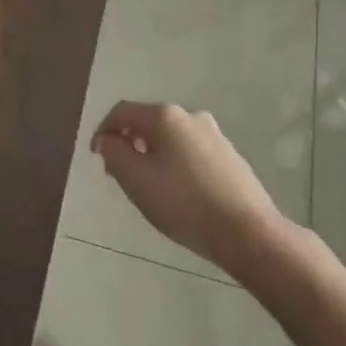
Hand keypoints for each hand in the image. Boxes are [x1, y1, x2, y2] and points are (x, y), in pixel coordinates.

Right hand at [89, 101, 288, 276]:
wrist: (249, 234)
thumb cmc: (184, 204)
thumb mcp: (136, 180)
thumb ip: (114, 154)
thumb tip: (107, 140)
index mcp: (165, 116)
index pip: (122, 112)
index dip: (104, 130)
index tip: (96, 156)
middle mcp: (190, 116)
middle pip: (148, 122)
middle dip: (128, 143)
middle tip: (118, 172)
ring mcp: (214, 136)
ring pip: (171, 138)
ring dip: (152, 154)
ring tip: (146, 184)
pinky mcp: (230, 157)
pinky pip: (191, 152)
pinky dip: (174, 163)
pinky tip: (177, 192)